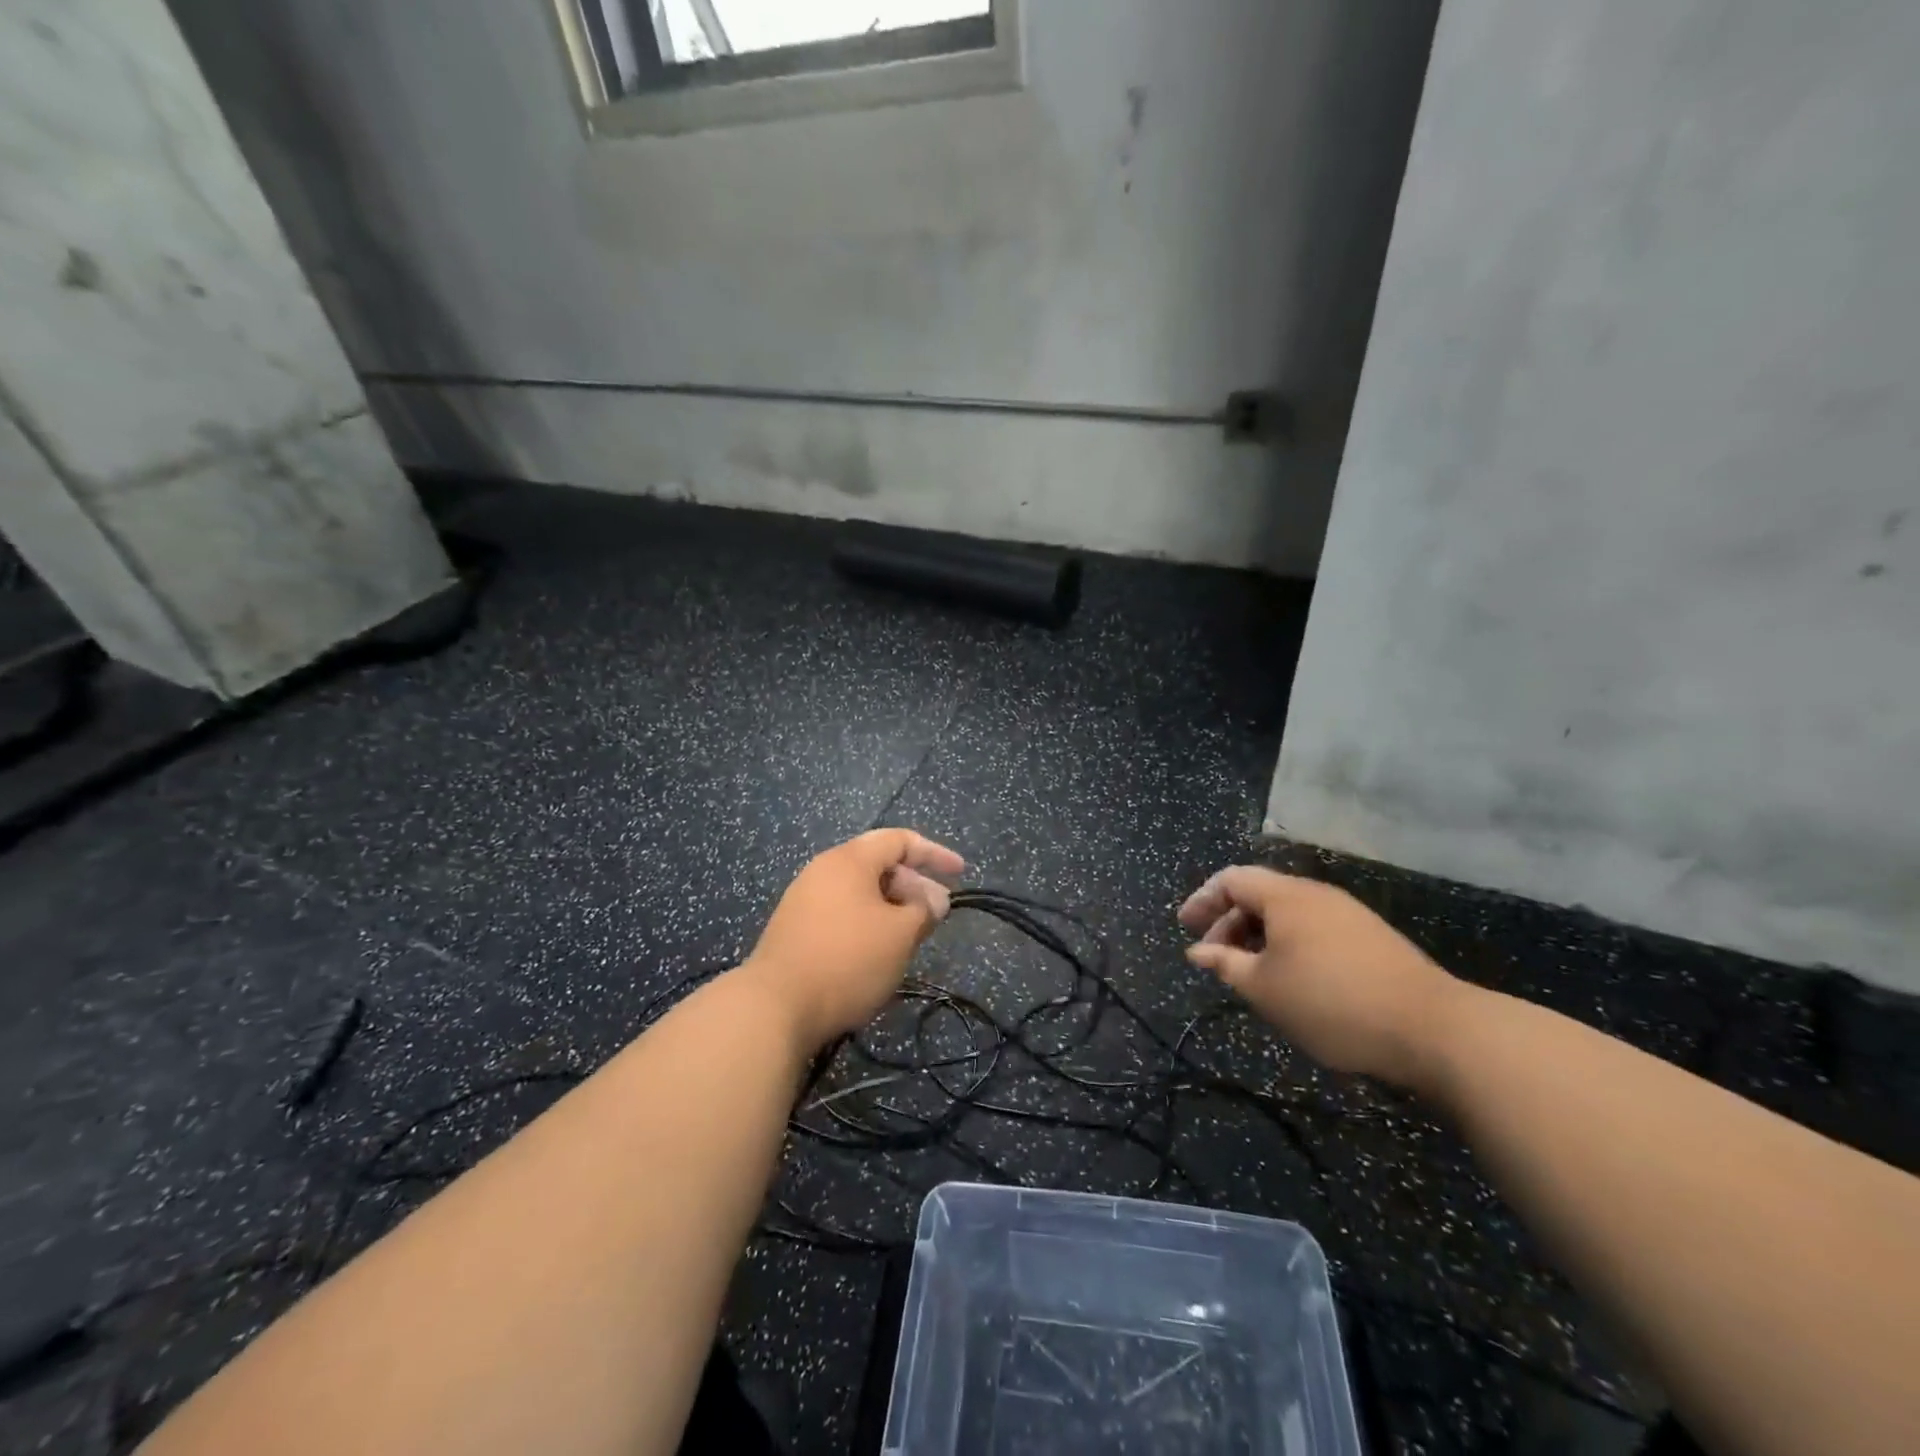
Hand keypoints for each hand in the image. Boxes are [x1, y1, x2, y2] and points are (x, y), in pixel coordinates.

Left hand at [743, 829, 964, 1049]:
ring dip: (892, 908)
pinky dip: (869, 923)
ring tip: (912, 936)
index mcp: (848, 860)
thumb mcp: (899, 934)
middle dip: (913, 886)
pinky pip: (843, 913)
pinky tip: (878, 952)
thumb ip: (923, 910)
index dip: (934, 853)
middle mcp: (823, 870)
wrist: (774, 1007)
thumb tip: (933, 900)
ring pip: (860, 893)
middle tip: (937, 915)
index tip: (960, 873)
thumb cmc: (847, 960)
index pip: (898, 840)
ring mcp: (804, 900)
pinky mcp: (795, 930)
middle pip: (878, 865)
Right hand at [1179, 867, 1463, 1089]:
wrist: (1433, 1028)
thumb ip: (1225, 964)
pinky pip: (1313, 928)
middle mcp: (1315, 894)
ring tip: (1249, 972)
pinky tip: (1291, 979)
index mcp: (1285, 896)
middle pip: (1259, 893)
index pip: (1231, 879)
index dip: (1203, 900)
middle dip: (1229, 922)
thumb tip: (1197, 952)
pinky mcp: (1371, 938)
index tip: (1186, 928)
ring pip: (1288, 913)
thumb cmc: (1331, 1002)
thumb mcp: (1264, 988)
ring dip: (1259, 936)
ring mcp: (1348, 914)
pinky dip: (1288, 945)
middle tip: (1214, 958)